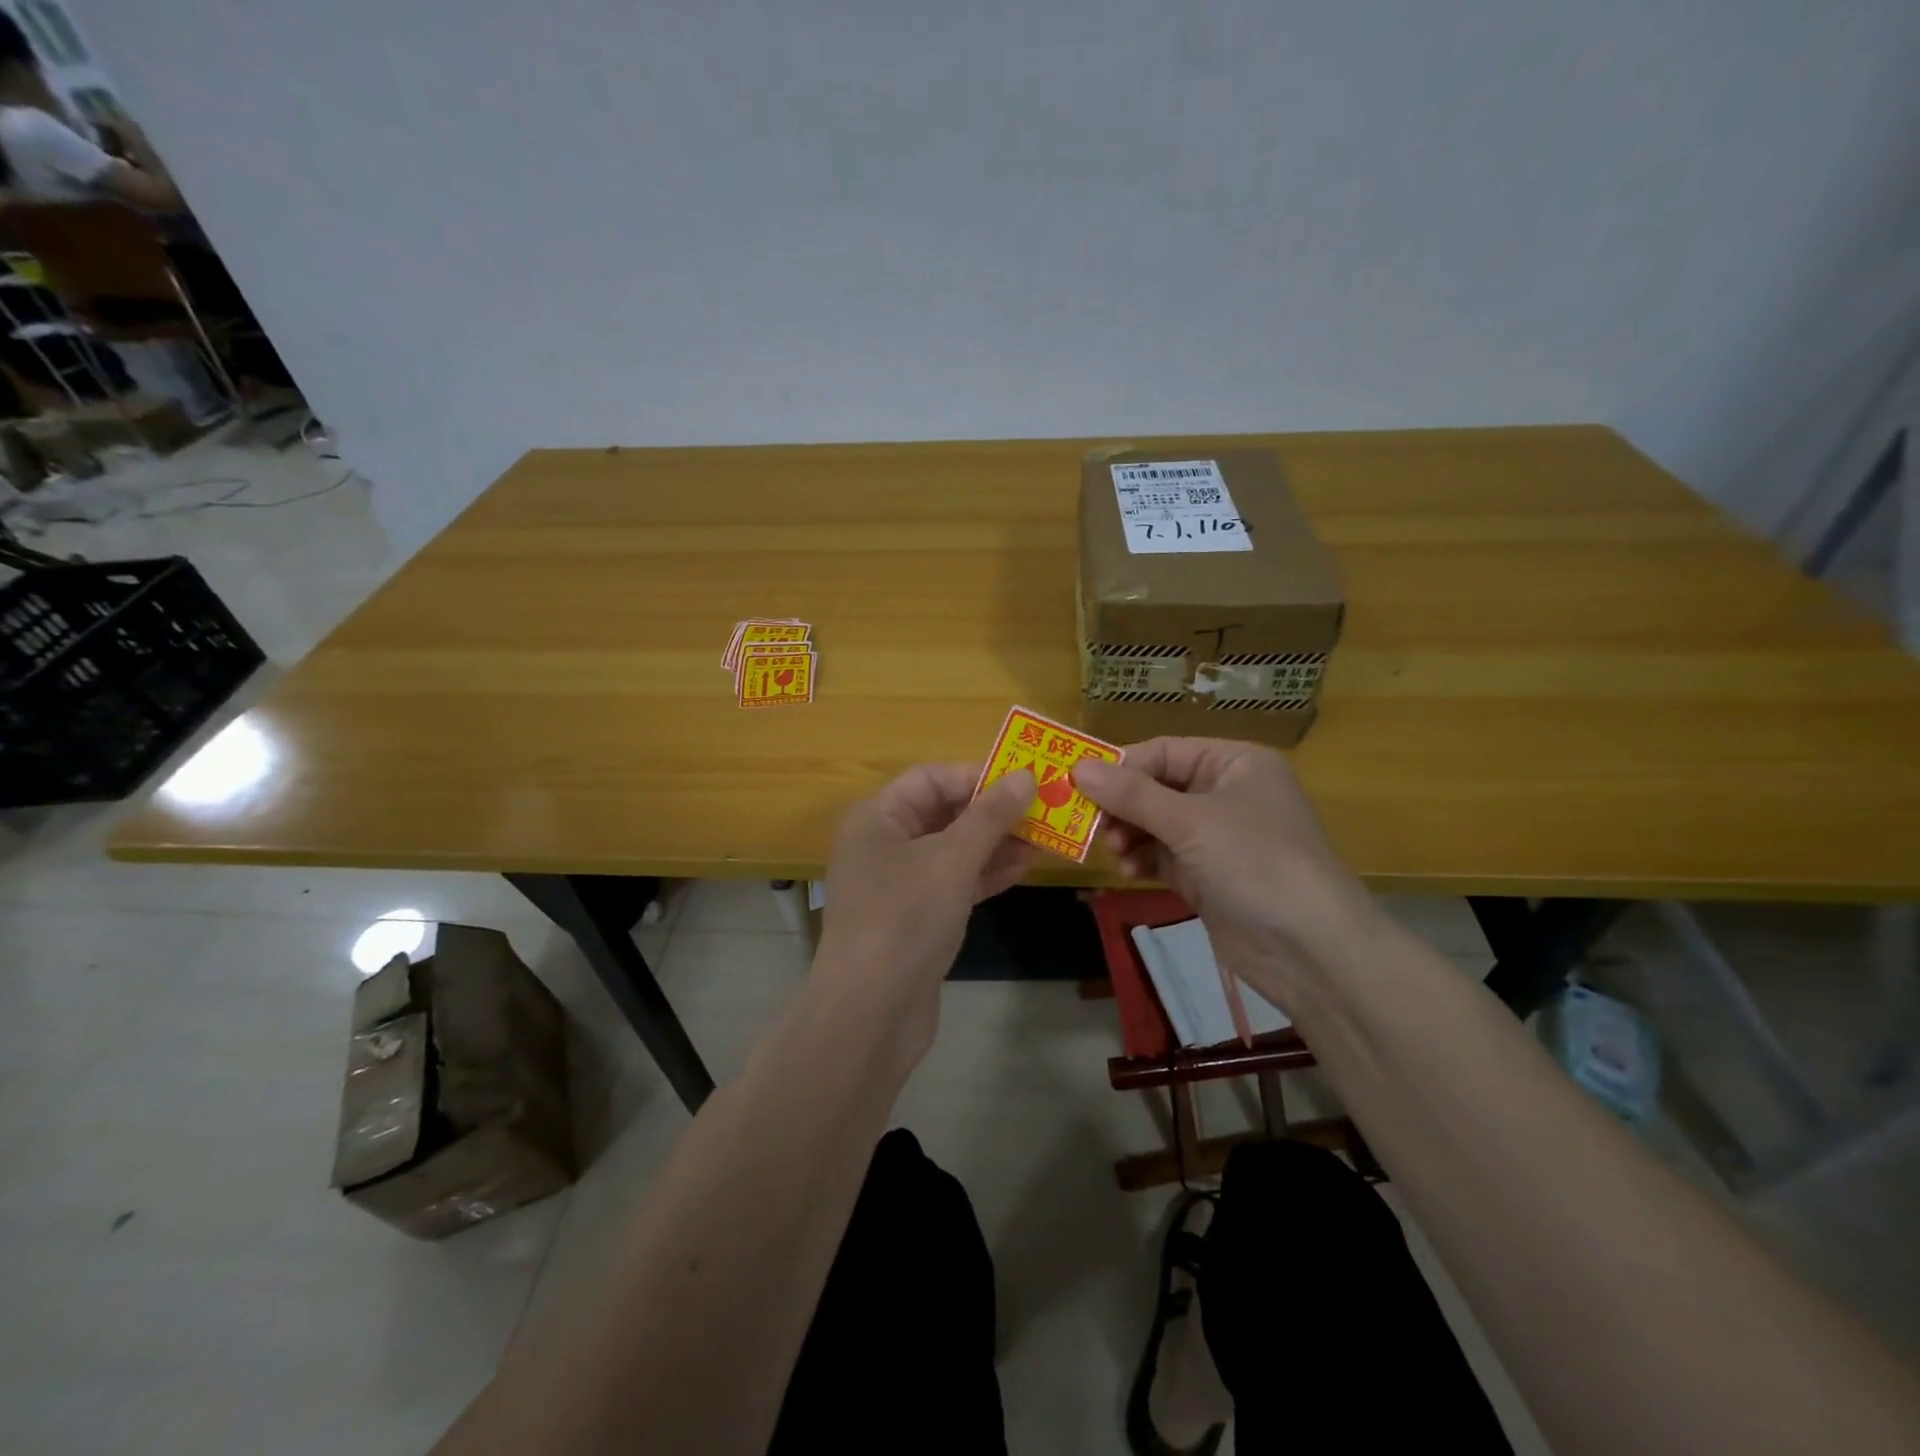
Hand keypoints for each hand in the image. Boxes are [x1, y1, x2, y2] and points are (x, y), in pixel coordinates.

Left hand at [814, 764, 1036, 1065]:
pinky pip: (956, 881)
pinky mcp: (917, 917)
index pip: (931, 779)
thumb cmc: (905, 919)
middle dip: (994, 811)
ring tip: (1047, 836)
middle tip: (1046, 808)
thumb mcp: (951, 859)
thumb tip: (1025, 776)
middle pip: (944, 812)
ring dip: (997, 842)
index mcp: (878, 817)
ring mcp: (900, 883)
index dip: (977, 776)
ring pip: (955, 849)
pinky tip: (1026, 866)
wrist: (871, 1013)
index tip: (1025, 781)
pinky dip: (987, 872)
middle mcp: (884, 843)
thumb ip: (990, 816)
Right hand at [1072, 738, 1383, 1001]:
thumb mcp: (1191, 822)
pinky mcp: (1208, 876)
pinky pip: (1163, 855)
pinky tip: (1126, 870)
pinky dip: (1141, 858)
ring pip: (1156, 824)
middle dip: (1123, 806)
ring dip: (1129, 834)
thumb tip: (1078, 767)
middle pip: (1157, 788)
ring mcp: (1218, 838)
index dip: (1122, 767)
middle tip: (1090, 824)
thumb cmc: (1256, 863)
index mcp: (1235, 764)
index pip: (1165, 752)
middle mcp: (1227, 794)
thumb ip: (1132, 795)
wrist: (1311, 951)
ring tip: (1113, 851)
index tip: (1079, 785)